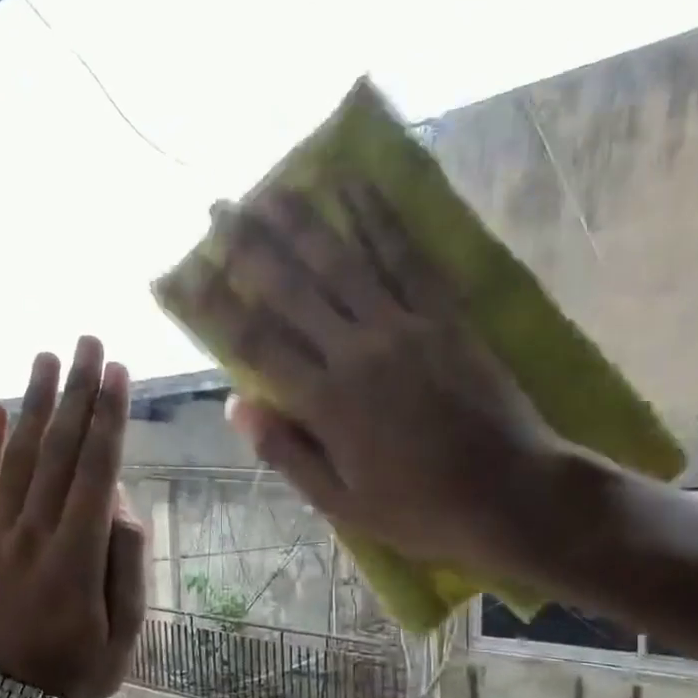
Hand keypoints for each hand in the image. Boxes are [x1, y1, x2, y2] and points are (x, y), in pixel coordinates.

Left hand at [0, 337, 146, 697]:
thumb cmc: (78, 671)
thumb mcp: (126, 631)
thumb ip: (127, 564)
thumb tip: (120, 506)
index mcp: (77, 555)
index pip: (96, 469)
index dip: (109, 417)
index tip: (118, 372)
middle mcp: (34, 533)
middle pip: (59, 451)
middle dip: (76, 393)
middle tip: (87, 342)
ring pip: (18, 459)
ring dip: (34, 406)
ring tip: (47, 359)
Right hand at [187, 184, 579, 580]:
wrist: (512, 496)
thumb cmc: (421, 511)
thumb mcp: (342, 502)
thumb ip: (287, 452)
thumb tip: (235, 405)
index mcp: (327, 403)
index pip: (256, 343)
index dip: (216, 305)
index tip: (184, 273)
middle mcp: (357, 352)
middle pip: (293, 289)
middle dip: (250, 246)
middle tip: (218, 207)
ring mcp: (404, 327)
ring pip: (344, 262)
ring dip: (304, 221)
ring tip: (272, 185)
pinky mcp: (445, 316)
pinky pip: (407, 257)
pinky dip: (380, 218)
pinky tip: (358, 186)